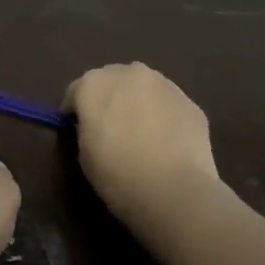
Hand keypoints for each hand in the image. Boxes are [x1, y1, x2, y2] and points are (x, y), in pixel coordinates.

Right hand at [64, 63, 224, 232]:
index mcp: (94, 84)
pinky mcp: (190, 102)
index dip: (74, 110)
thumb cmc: (116, 173)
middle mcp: (129, 74)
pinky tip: (164, 140)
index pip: (76, 90)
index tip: (74, 127)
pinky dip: (162, 115)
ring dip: (137, 102)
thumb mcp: (84, 151)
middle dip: (108, 98)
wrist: (172, 190)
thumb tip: (97, 124)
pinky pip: (167, 104)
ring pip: (144, 88)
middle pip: (112, 80)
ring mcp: (164, 85)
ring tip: (139, 131)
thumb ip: (87, 127)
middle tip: (108, 125)